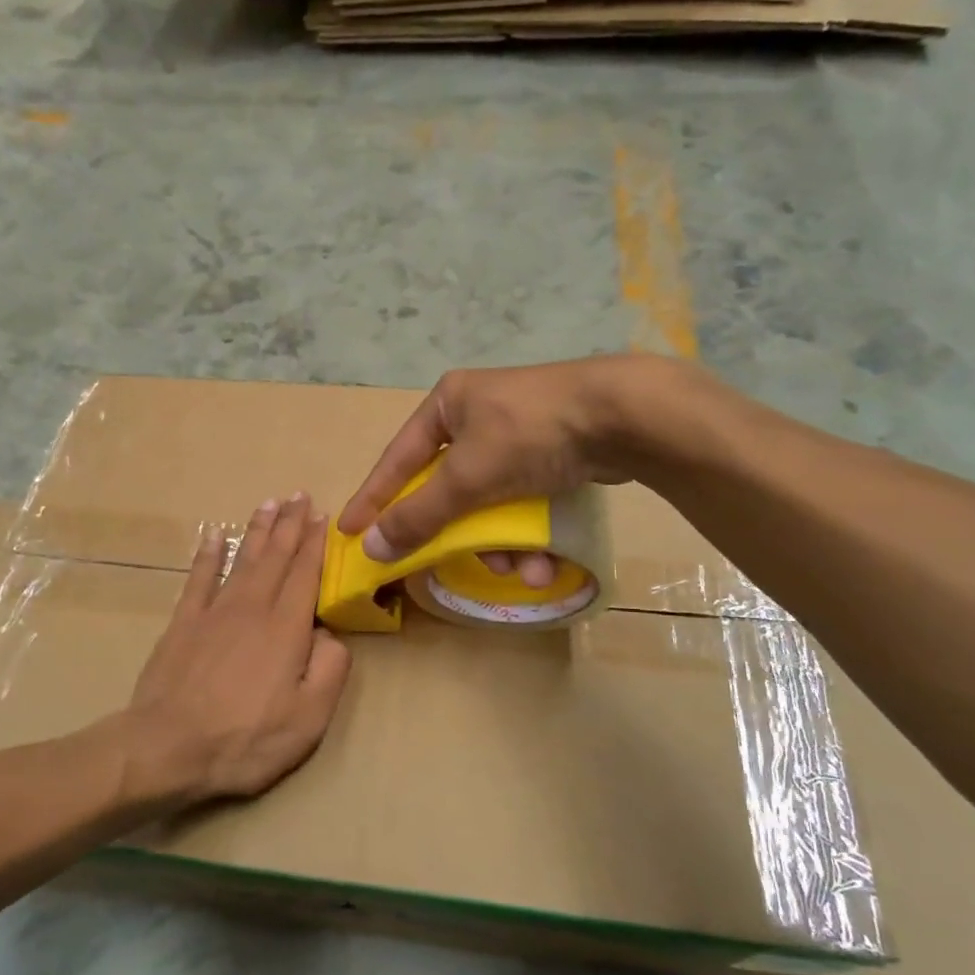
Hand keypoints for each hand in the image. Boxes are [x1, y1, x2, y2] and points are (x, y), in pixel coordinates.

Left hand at [124, 494, 351, 805]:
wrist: (167, 747)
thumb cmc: (245, 738)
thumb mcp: (308, 718)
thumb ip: (330, 670)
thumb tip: (331, 635)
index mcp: (286, 629)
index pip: (306, 574)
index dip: (316, 544)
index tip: (323, 516)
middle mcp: (253, 608)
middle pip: (276, 557)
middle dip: (291, 525)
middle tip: (300, 495)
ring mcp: (214, 612)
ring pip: (243, 560)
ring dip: (258, 530)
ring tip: (270, 503)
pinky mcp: (183, 623)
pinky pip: (199, 578)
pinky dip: (208, 554)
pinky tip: (214, 534)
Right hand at [336, 356, 666, 570]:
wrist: (623, 415)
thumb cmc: (529, 434)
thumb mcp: (467, 477)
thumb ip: (419, 515)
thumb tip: (372, 548)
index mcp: (448, 404)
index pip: (398, 459)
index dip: (374, 498)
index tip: (351, 531)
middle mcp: (478, 415)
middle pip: (449, 488)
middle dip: (458, 534)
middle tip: (449, 563)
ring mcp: (518, 434)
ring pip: (490, 502)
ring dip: (502, 543)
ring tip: (523, 570)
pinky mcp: (552, 453)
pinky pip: (523, 501)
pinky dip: (530, 532)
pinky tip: (546, 561)